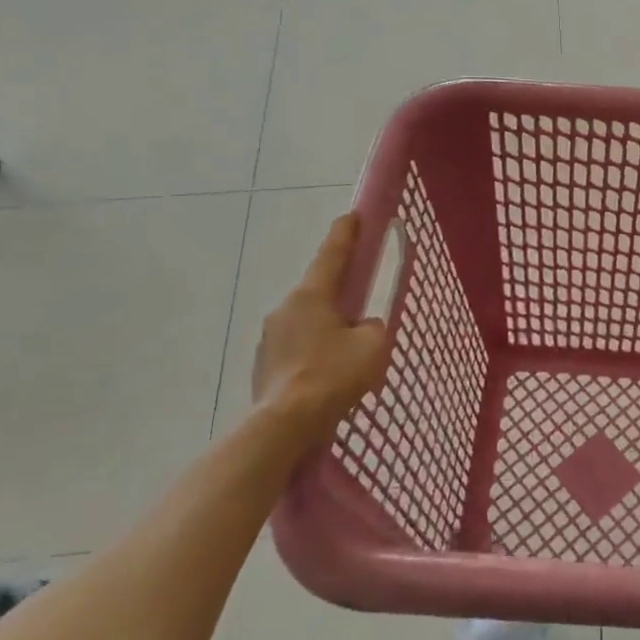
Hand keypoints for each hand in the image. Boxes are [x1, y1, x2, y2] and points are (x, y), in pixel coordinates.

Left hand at [251, 213, 391, 430]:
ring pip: (307, 321)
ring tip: (346, 352)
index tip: (352, 214)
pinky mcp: (264, 364)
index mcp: (312, 296)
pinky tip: (327, 374)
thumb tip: (364, 328)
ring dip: (327, 326)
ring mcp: (270, 337)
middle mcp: (286, 308)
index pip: (332, 254)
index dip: (345, 233)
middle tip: (360, 303)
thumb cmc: (332, 376)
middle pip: (319, 290)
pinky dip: (314, 351)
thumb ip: (374, 328)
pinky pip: (297, 346)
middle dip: (340, 293)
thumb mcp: (373, 346)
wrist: (284, 425)